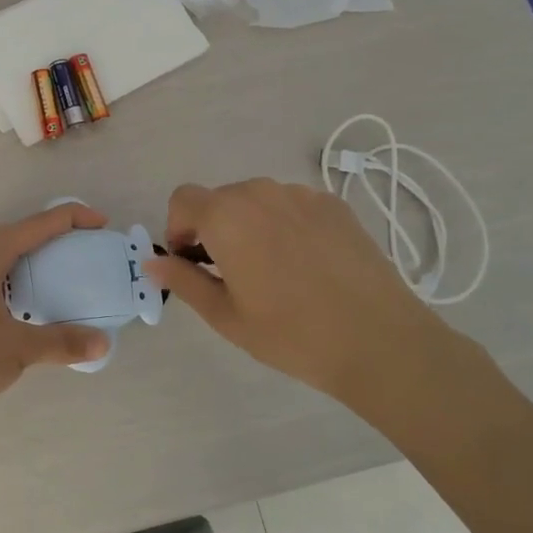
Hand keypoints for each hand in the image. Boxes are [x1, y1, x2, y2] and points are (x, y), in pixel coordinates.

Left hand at [0, 203, 113, 424]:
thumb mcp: (18, 349)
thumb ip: (62, 342)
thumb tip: (103, 342)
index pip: (38, 225)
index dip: (72, 218)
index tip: (103, 225)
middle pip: (19, 230)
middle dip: (53, 230)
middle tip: (84, 244)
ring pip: (4, 249)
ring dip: (33, 250)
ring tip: (62, 266)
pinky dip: (19, 270)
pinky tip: (30, 297)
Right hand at [142, 178, 475, 423]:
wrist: (380, 341)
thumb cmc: (291, 334)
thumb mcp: (225, 316)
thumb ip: (183, 280)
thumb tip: (152, 262)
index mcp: (226, 215)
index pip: (183, 199)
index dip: (178, 228)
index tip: (193, 262)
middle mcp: (260, 192)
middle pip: (220, 199)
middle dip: (214, 228)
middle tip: (231, 274)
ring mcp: (301, 194)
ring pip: (257, 201)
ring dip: (250, 225)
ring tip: (274, 271)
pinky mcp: (334, 205)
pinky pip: (292, 206)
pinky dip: (285, 226)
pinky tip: (308, 266)